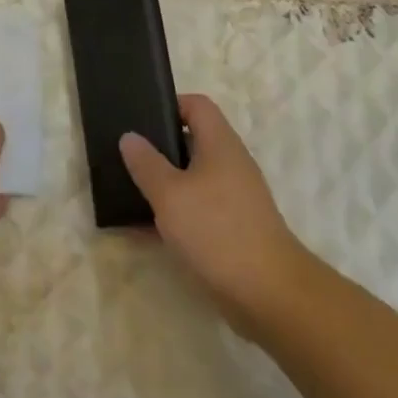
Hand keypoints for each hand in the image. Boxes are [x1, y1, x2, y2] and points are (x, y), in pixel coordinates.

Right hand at [119, 95, 312, 339]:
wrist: (269, 293)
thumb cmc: (217, 230)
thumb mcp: (170, 195)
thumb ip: (146, 164)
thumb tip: (130, 136)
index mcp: (220, 144)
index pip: (197, 105)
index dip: (169, 104)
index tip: (140, 119)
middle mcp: (231, 164)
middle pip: (193, 140)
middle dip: (160, 147)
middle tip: (128, 155)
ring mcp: (235, 197)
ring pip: (193, 177)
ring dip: (165, 182)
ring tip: (131, 190)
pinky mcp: (234, 228)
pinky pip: (198, 208)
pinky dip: (175, 212)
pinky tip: (147, 229)